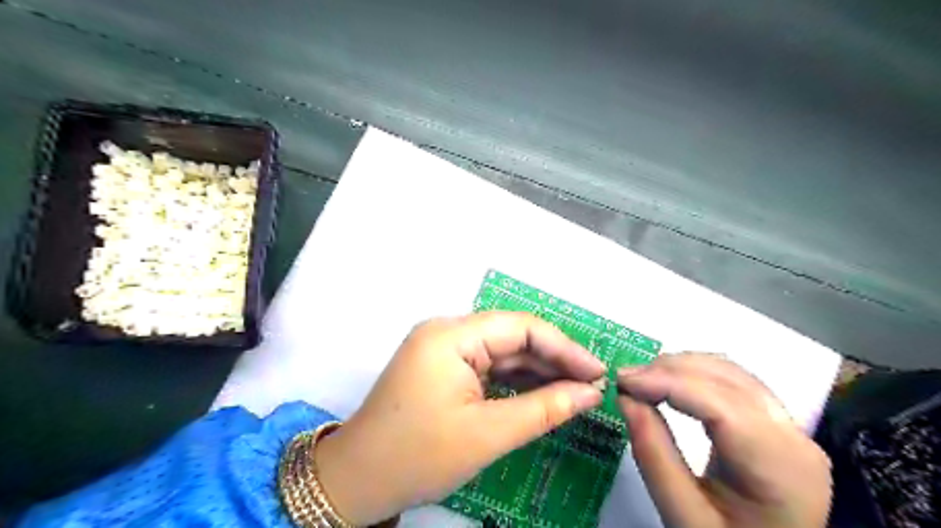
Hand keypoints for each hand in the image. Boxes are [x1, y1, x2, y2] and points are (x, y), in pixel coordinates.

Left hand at [311, 314, 602, 523]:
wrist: (357, 480)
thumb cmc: (418, 456)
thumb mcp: (488, 434)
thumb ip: (545, 408)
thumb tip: (589, 393)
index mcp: (451, 336)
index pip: (521, 327)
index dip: (564, 347)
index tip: (597, 372)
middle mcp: (446, 332)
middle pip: (512, 336)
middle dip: (553, 360)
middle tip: (591, 385)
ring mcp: (442, 348)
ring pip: (502, 351)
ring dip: (537, 371)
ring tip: (574, 391)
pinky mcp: (442, 366)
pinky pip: (487, 365)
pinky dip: (515, 380)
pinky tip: (542, 393)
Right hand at [619, 353, 829, 527]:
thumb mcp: (683, 516)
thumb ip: (653, 455)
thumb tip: (625, 398)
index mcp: (780, 470)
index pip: (721, 406)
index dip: (668, 383)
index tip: (622, 381)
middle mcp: (795, 438)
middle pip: (727, 380)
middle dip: (669, 371)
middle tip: (625, 381)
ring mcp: (791, 427)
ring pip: (730, 372)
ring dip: (680, 368)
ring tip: (641, 381)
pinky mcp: (778, 423)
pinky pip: (734, 382)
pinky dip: (695, 374)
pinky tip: (669, 383)